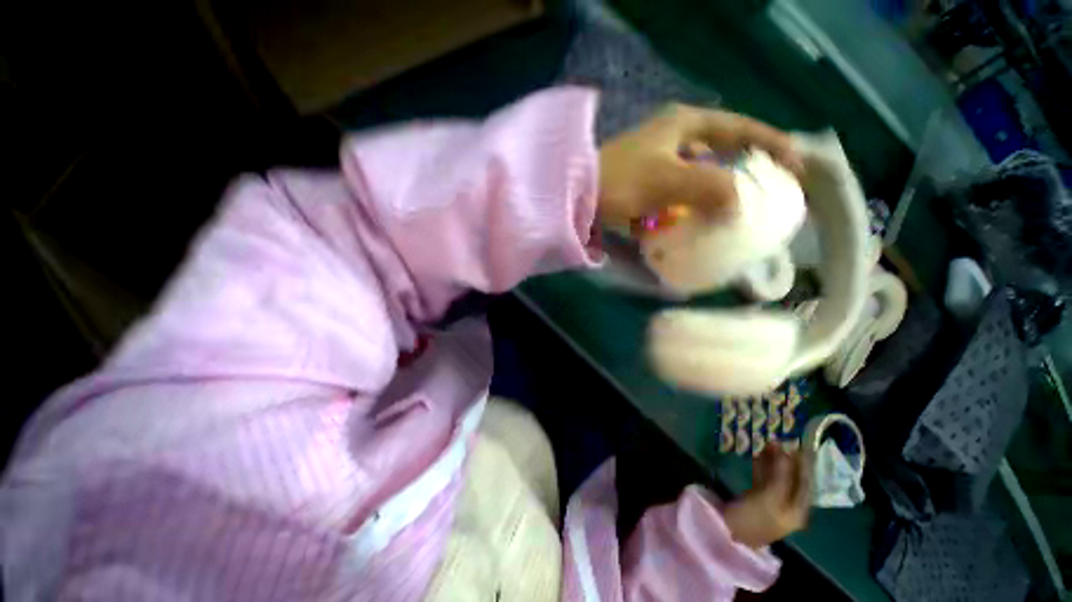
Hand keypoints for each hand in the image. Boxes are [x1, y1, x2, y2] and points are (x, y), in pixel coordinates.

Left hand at [597, 104, 800, 227]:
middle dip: (743, 169)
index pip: (740, 129)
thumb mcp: (669, 181)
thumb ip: (711, 188)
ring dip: (715, 191)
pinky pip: (677, 191)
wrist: (575, 196)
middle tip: (765, 191)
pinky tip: (696, 219)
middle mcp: (673, 137)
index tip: (795, 167)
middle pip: (720, 150)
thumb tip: (740, 205)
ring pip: (698, 173)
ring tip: (735, 211)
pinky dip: (690, 203)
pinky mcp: (644, 183)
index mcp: (684, 124)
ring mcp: (656, 160)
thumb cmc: (621, 182)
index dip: (771, 145)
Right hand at [722, 444, 810, 548]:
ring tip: (767, 443)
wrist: (728, 533)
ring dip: (774, 461)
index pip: (807, 482)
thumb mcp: (769, 496)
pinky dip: (763, 467)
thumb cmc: (753, 517)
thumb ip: (781, 474)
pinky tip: (757, 456)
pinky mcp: (758, 499)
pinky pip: (765, 479)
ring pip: (778, 477)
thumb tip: (785, 450)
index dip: (804, 463)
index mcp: (799, 510)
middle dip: (787, 460)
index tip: (800, 443)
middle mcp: (790, 506)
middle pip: (793, 479)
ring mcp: (774, 503)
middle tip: (779, 440)